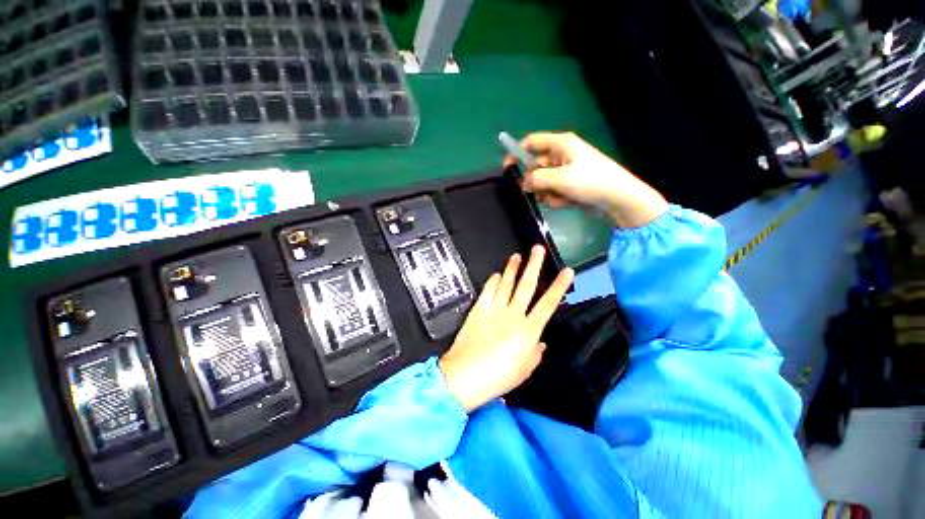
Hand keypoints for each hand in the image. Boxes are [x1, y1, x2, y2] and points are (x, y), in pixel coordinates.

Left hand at [439, 246, 574, 411]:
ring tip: (517, 255)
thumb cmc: (498, 377)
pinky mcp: (478, 309)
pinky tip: (497, 274)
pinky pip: (487, 291)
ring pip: (506, 283)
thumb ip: (535, 354)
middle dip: (534, 265)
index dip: (559, 286)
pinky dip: (493, 281)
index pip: (548, 304)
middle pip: (526, 285)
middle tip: (538, 249)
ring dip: (512, 268)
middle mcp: (513, 314)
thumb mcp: (523, 371)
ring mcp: (494, 309)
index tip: (567, 271)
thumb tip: (540, 343)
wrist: (466, 375)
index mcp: (528, 330)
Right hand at [506, 132, 668, 227]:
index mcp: (561, 144)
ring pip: (544, 180)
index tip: (507, 169)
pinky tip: (565, 202)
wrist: (619, 198)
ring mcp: (568, 170)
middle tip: (535, 192)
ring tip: (557, 198)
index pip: (532, 142)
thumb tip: (524, 182)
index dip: (517, 153)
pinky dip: (556, 197)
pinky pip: (554, 189)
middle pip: (536, 165)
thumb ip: (536, 179)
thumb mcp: (559, 179)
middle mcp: (563, 154)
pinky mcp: (572, 183)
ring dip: (546, 191)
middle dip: (534, 180)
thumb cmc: (590, 182)